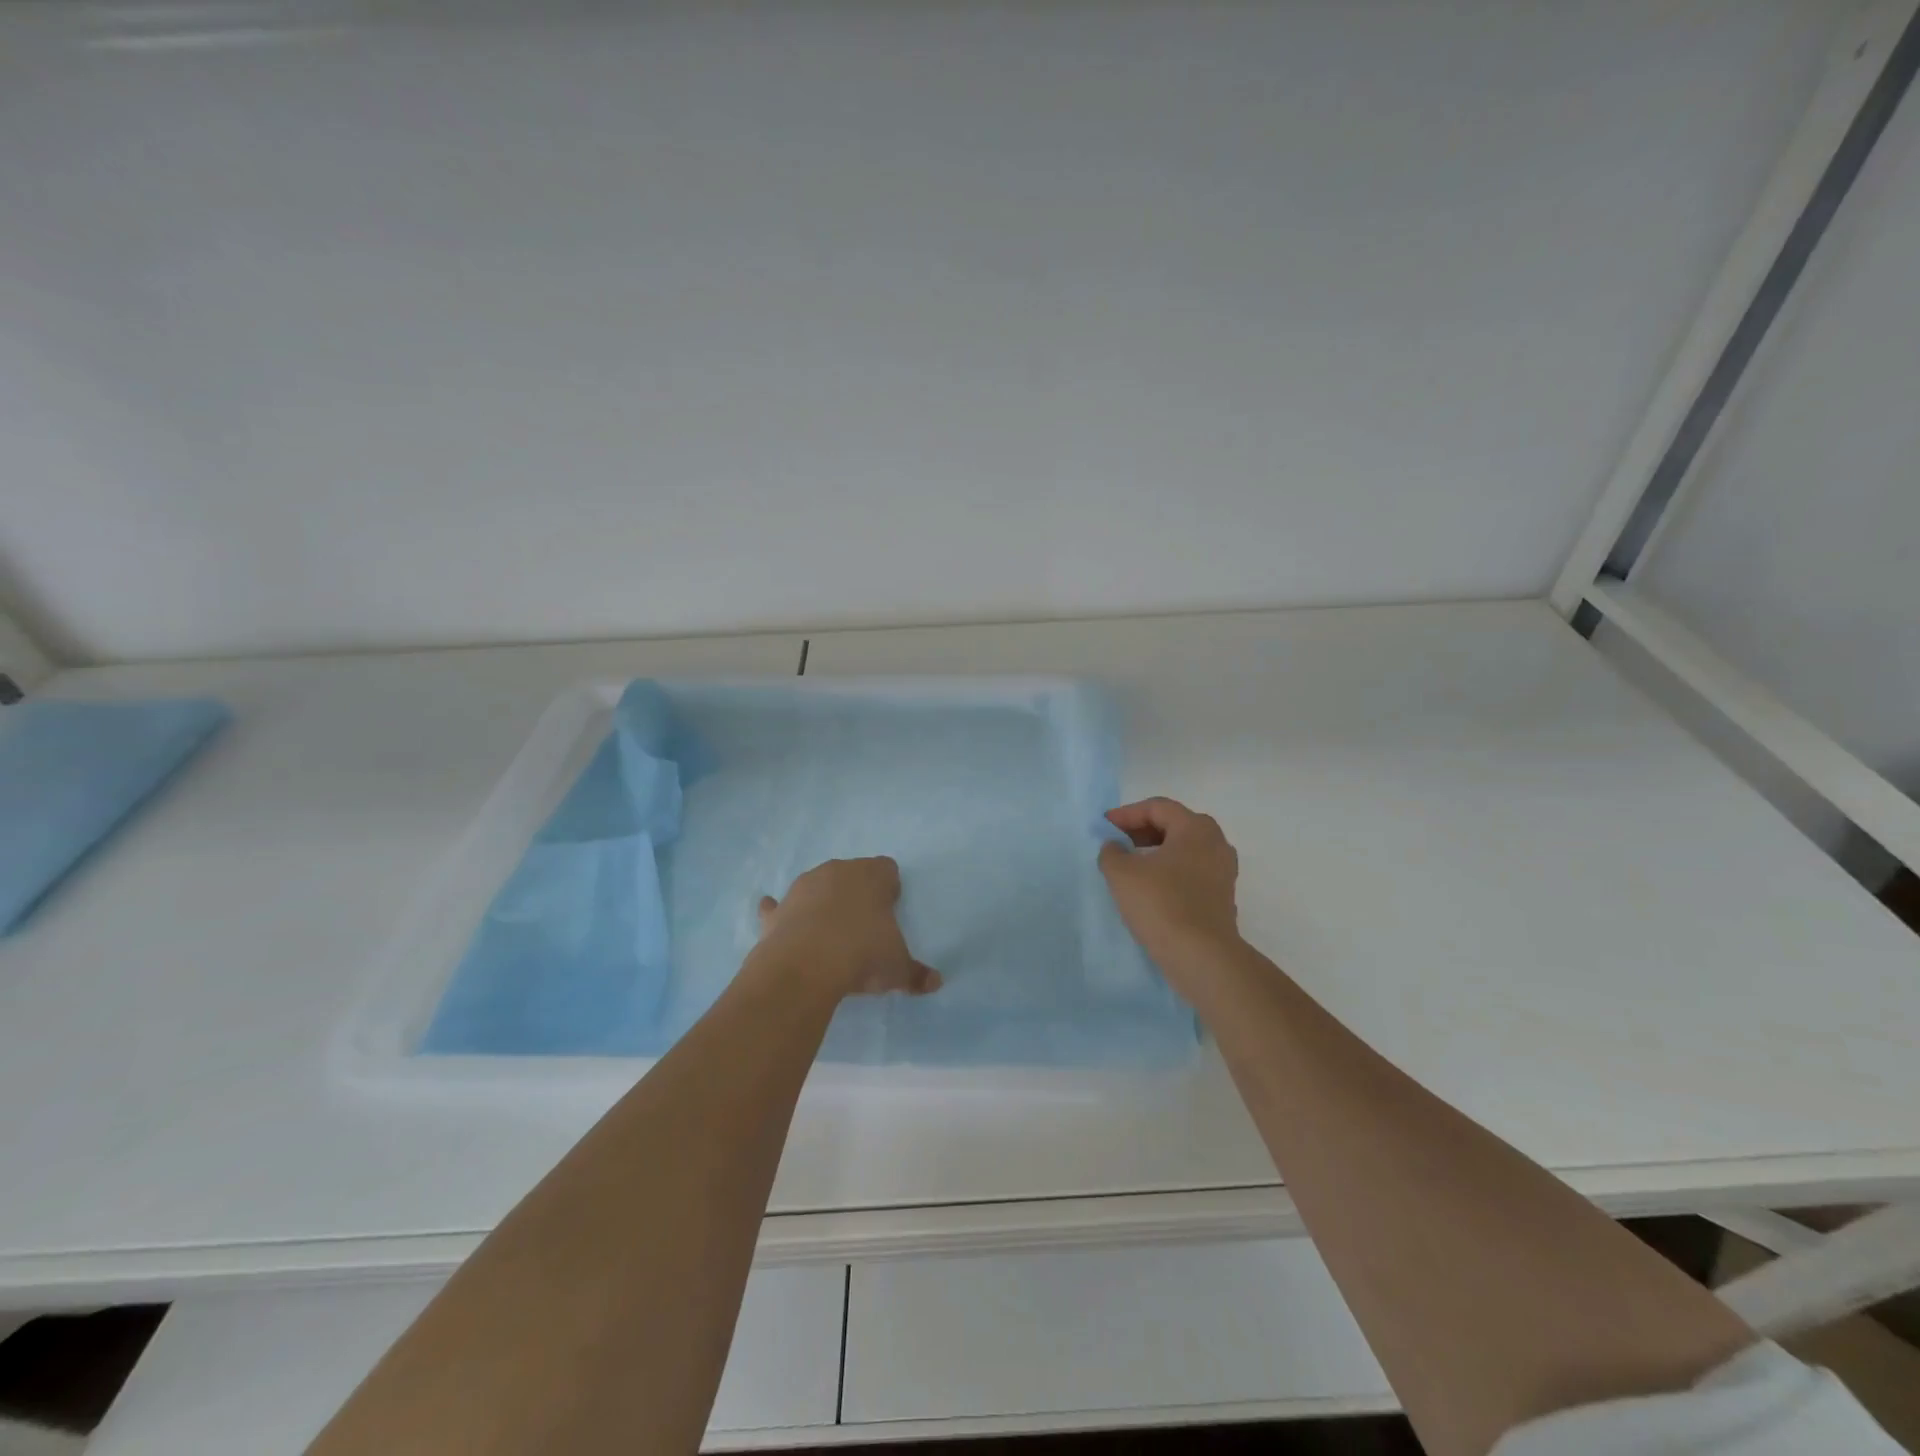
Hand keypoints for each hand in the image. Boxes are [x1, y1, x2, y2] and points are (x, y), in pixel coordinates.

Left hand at [755, 857, 942, 999]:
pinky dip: (780, 913)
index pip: (888, 868)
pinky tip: (782, 924)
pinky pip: (778, 906)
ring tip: (828, 933)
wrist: (804, 967)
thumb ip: (916, 974)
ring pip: (817, 885)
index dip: (890, 889)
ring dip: (822, 901)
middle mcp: (837, 871)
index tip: (890, 913)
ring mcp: (803, 887)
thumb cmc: (862, 954)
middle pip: (852, 873)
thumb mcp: (896, 968)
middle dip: (857, 893)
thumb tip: (936, 983)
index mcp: (872, 876)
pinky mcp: (777, 910)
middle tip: (863, 925)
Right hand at [1099, 798, 1240, 962]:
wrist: (1202, 957)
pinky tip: (1150, 889)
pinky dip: (1169, 872)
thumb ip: (1112, 852)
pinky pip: (1191, 872)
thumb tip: (1115, 847)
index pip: (1157, 807)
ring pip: (1184, 850)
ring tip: (1130, 866)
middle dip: (1142, 831)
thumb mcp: (1122, 874)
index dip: (1126, 814)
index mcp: (1195, 828)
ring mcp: (1223, 871)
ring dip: (1156, 853)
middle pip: (1174, 825)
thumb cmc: (1161, 904)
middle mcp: (1216, 843)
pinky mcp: (1222, 897)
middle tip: (1117, 843)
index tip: (1104, 827)